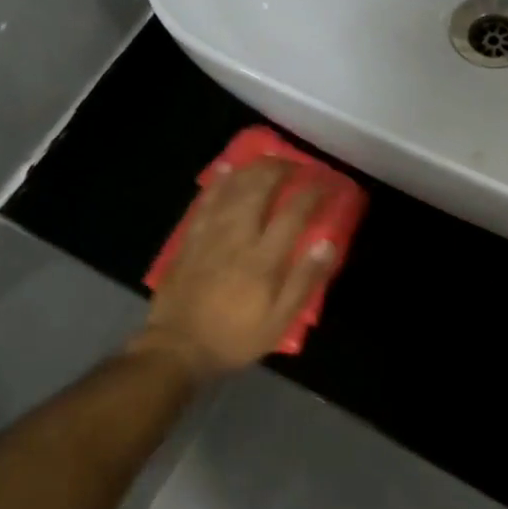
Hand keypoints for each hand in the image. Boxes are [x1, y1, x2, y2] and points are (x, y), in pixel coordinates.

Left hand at [128, 159, 338, 382]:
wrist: (177, 347)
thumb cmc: (234, 337)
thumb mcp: (279, 321)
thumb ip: (304, 280)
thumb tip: (327, 243)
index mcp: (263, 258)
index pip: (294, 212)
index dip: (315, 192)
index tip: (330, 183)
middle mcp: (237, 236)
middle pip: (260, 188)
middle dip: (283, 169)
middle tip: (300, 166)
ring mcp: (209, 234)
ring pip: (233, 188)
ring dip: (255, 169)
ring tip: (271, 161)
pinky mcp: (190, 238)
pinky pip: (206, 200)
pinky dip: (219, 181)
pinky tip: (228, 169)